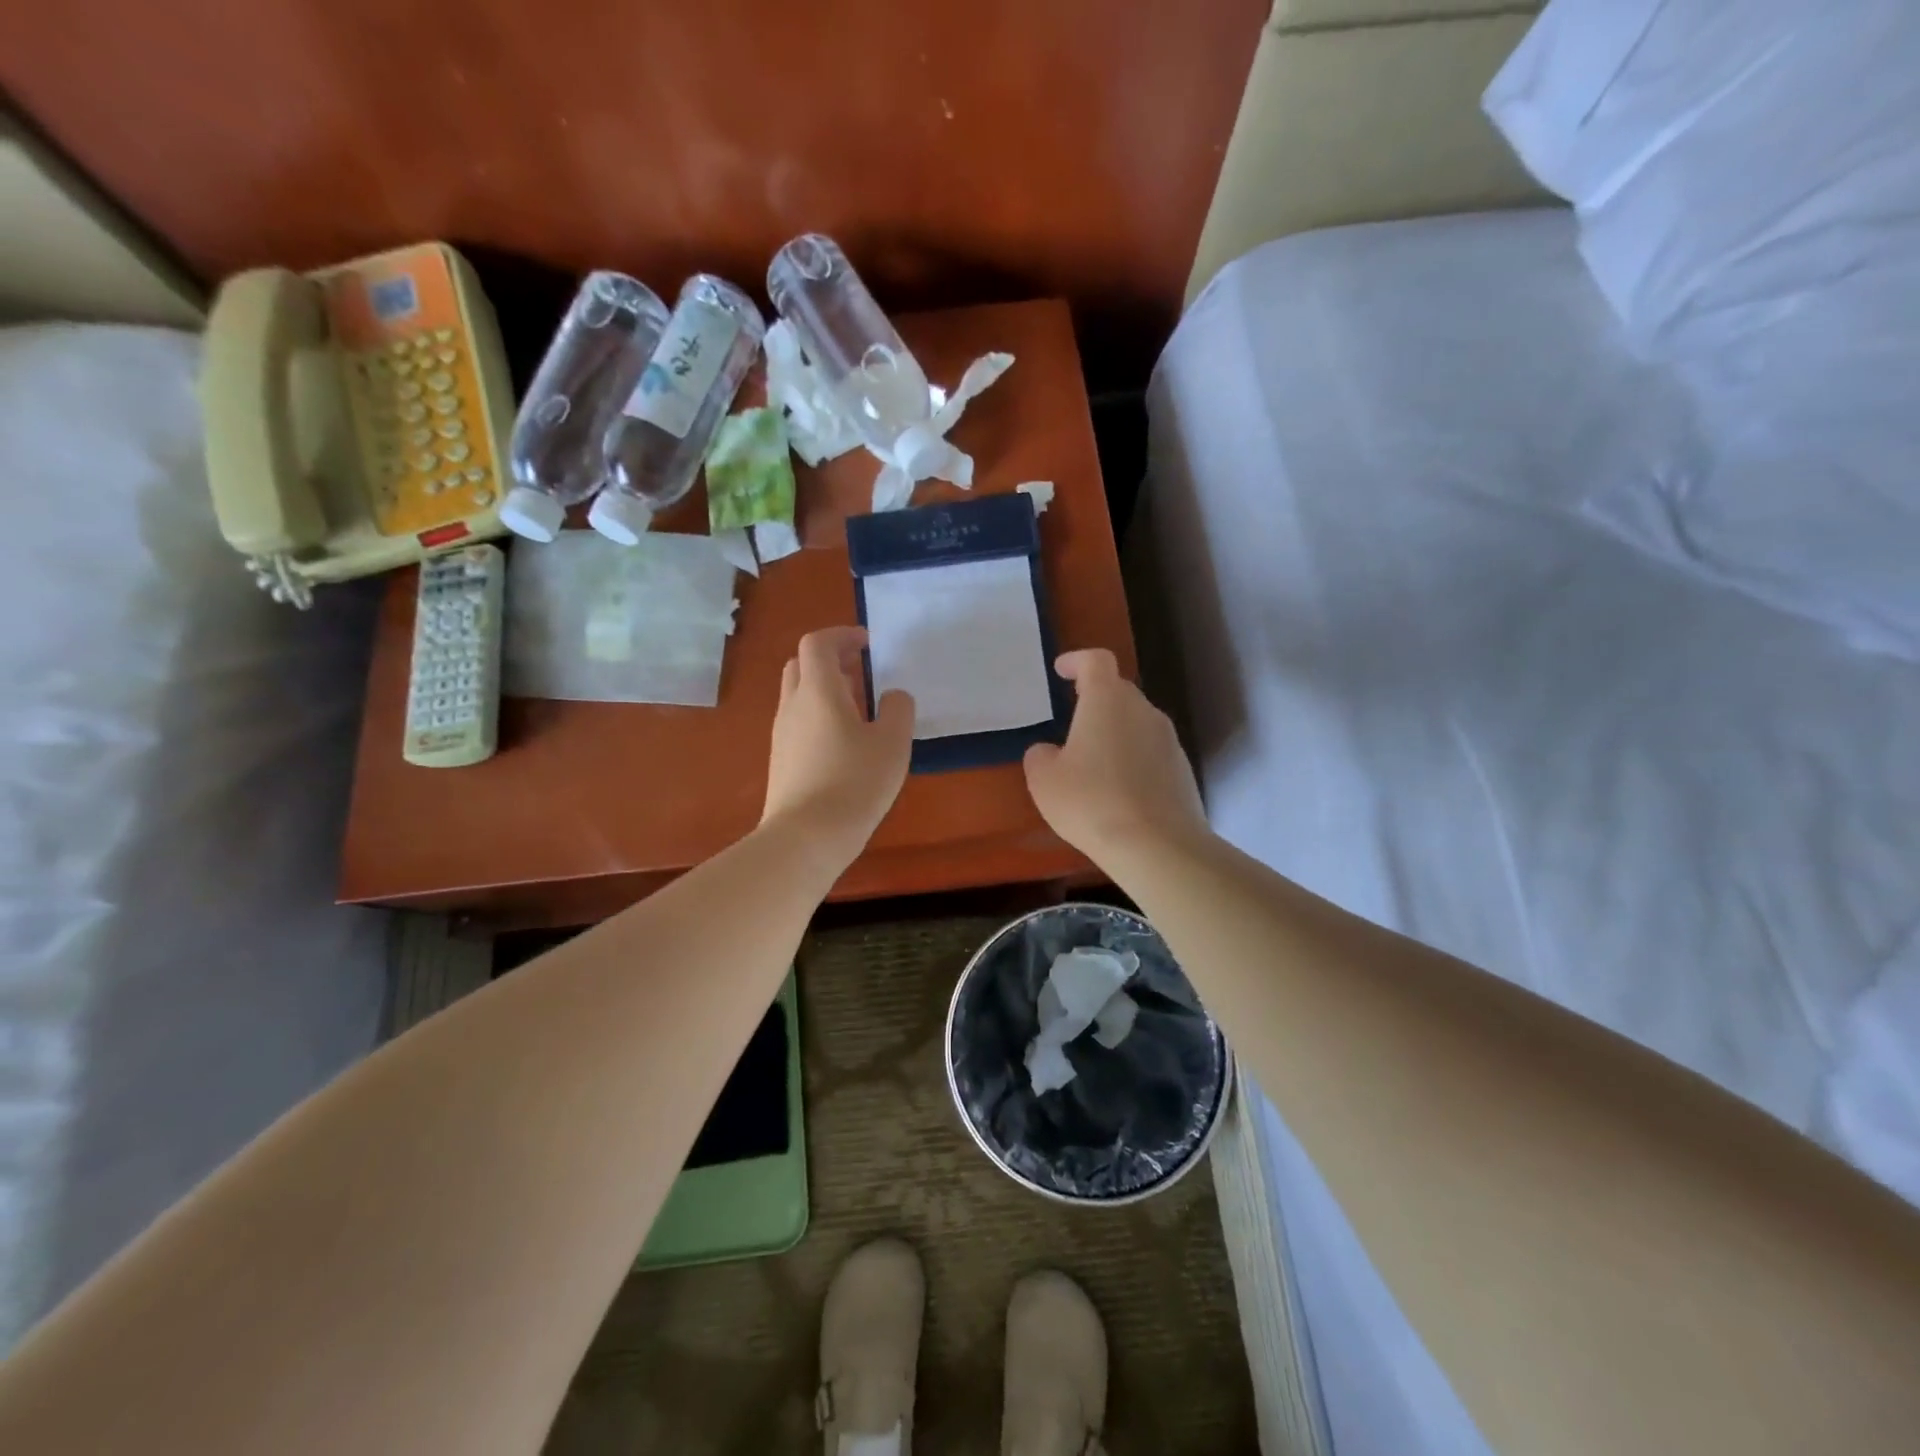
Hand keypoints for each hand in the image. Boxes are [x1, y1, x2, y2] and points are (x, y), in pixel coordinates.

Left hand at [763, 626, 914, 860]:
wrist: (805, 838)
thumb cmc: (854, 783)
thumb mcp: (892, 744)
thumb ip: (898, 710)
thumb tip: (892, 697)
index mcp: (818, 690)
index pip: (817, 643)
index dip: (842, 635)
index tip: (867, 644)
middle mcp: (792, 705)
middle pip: (802, 665)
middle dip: (831, 659)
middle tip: (861, 670)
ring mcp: (782, 734)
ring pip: (798, 694)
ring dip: (825, 688)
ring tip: (859, 707)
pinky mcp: (781, 760)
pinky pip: (798, 722)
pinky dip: (819, 715)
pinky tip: (844, 742)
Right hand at [1023, 649, 1208, 861]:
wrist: (1157, 845)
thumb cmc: (1091, 802)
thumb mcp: (1045, 781)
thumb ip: (1041, 757)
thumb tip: (1050, 752)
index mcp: (1107, 700)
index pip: (1095, 661)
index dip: (1076, 660)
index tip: (1061, 670)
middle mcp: (1143, 710)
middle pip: (1118, 691)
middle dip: (1095, 699)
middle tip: (1073, 721)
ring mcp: (1168, 740)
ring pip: (1136, 723)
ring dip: (1115, 733)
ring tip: (1093, 763)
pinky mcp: (1182, 770)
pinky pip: (1151, 753)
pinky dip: (1133, 760)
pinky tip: (1118, 791)